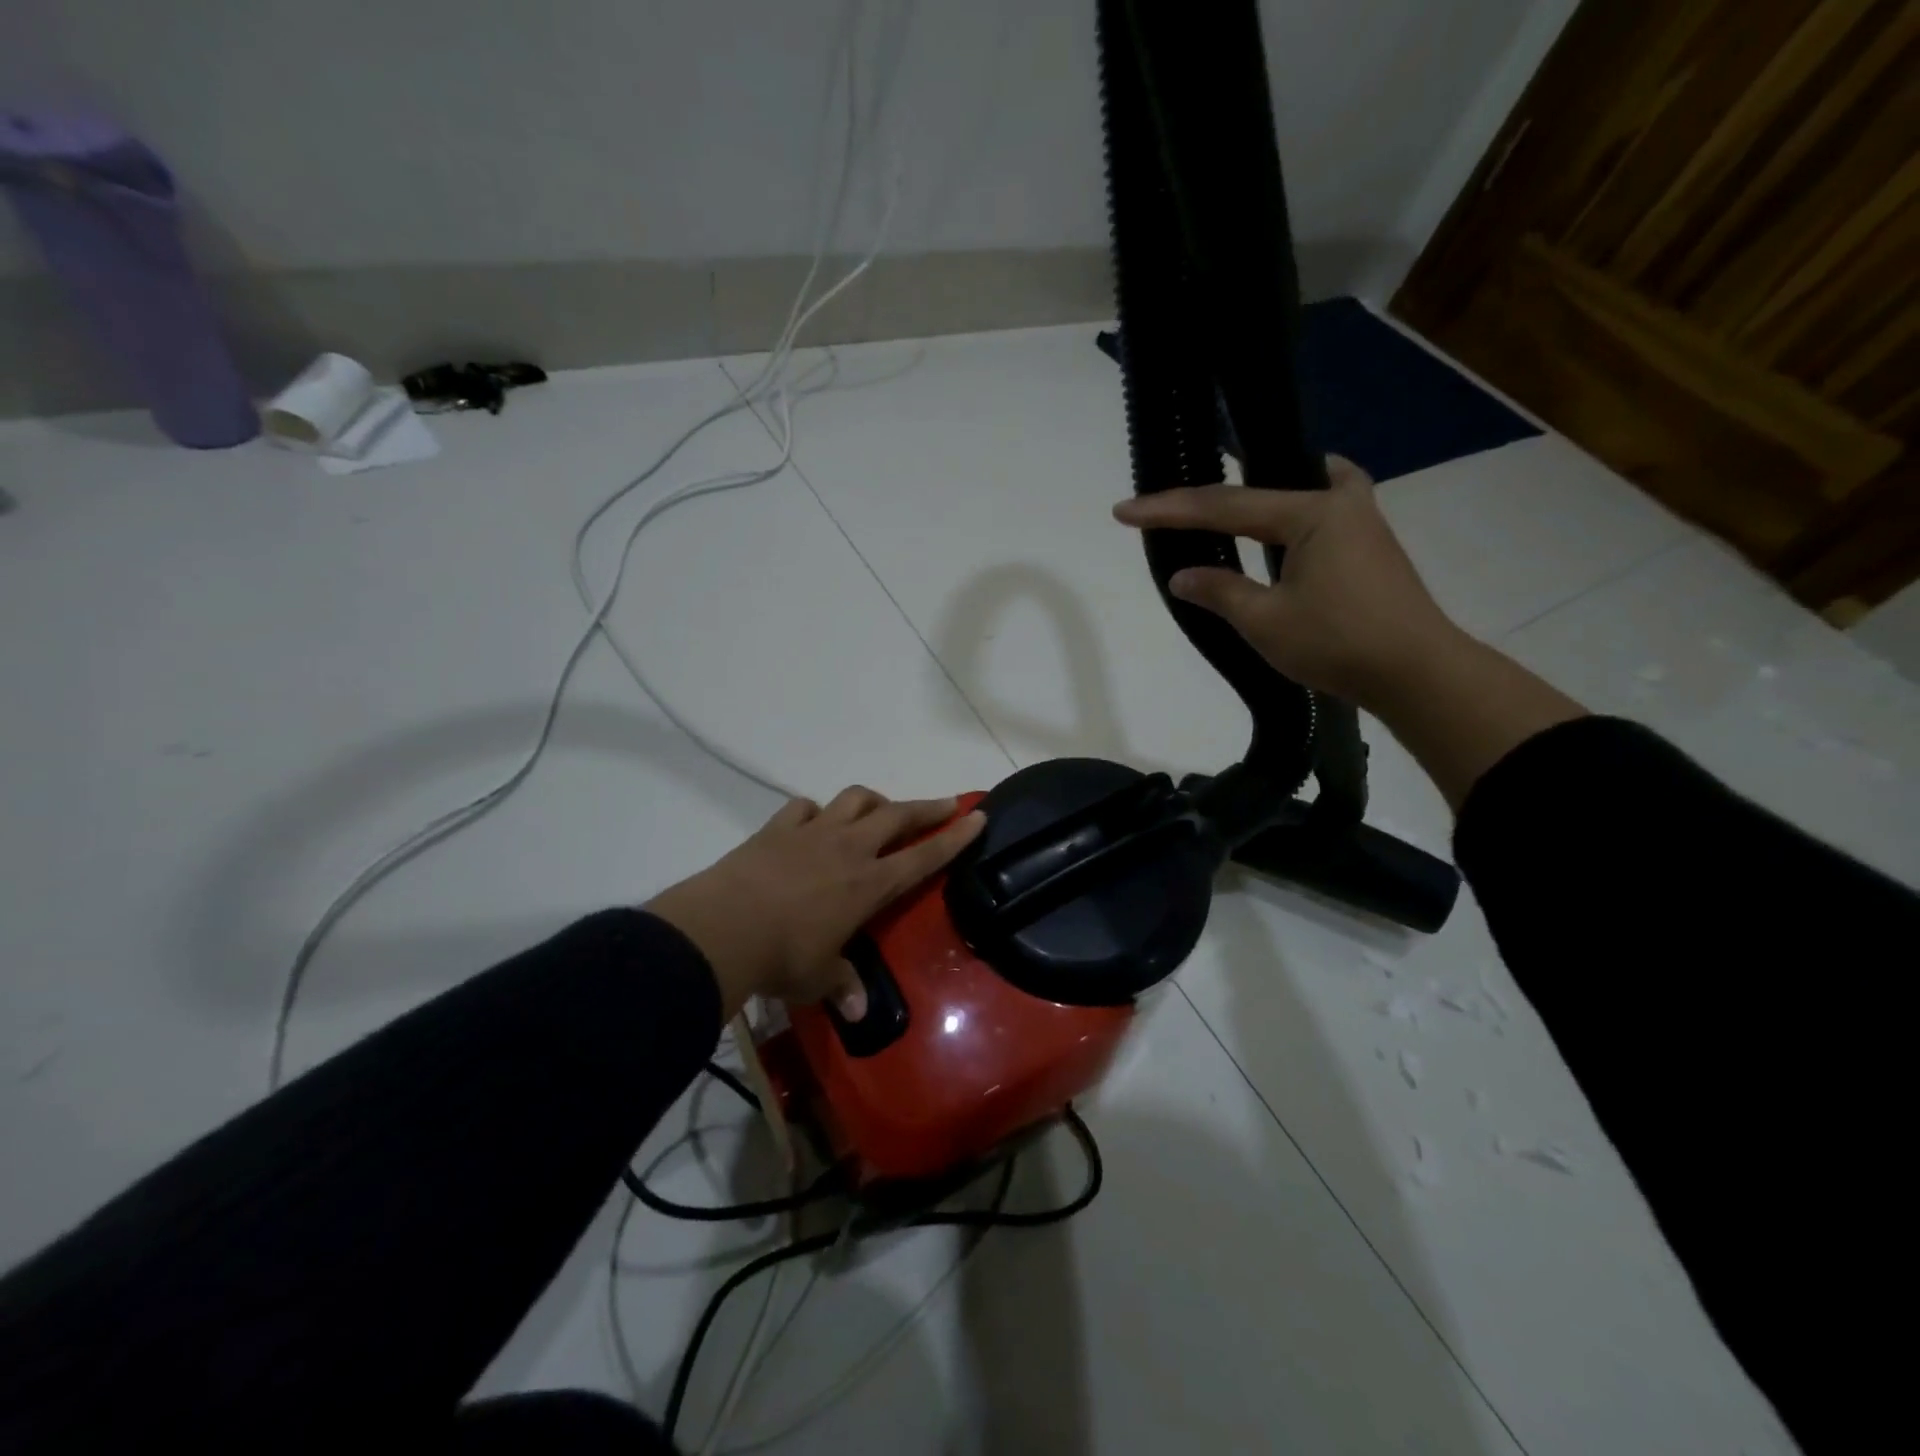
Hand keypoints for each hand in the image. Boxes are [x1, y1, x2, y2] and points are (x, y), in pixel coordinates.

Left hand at [647, 787, 986, 1023]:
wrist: (724, 928)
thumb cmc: (783, 958)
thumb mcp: (818, 978)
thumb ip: (842, 987)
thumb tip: (859, 1012)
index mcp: (870, 884)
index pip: (924, 856)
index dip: (954, 837)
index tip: (976, 815)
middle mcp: (849, 849)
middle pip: (898, 815)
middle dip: (927, 807)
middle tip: (946, 803)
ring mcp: (813, 832)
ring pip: (855, 799)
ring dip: (874, 801)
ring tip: (879, 810)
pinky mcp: (778, 828)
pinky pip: (805, 807)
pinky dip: (816, 811)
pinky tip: (815, 821)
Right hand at [1112, 456, 1460, 712]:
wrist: (1417, 673)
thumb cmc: (1339, 643)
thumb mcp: (1266, 621)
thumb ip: (1220, 591)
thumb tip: (1182, 575)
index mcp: (1312, 513)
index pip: (1224, 506)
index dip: (1169, 509)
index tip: (1124, 510)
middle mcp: (1339, 502)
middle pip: (1261, 486)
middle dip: (1211, 495)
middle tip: (1172, 502)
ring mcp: (1361, 520)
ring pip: (1300, 487)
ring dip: (1259, 491)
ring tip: (1225, 501)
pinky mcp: (1369, 545)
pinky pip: (1322, 506)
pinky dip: (1295, 504)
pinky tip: (1284, 523)